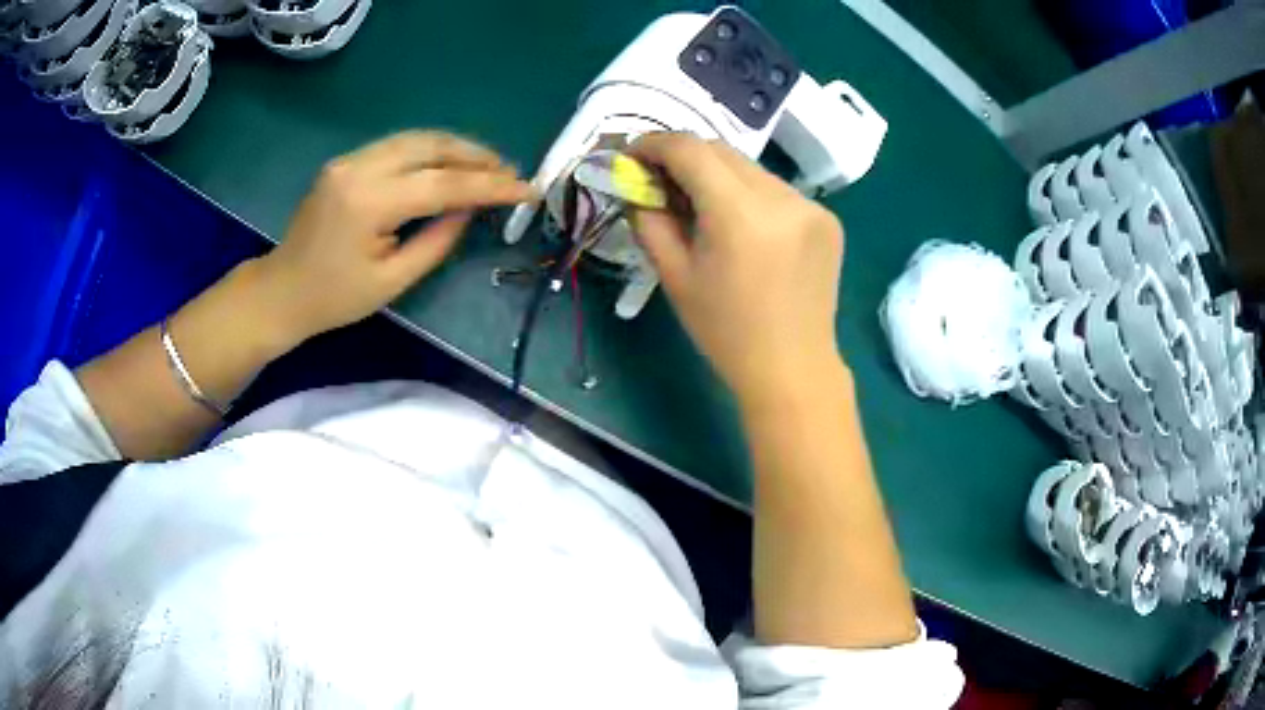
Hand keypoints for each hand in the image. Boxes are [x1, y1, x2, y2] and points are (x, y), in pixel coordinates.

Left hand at [255, 131, 536, 344]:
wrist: (281, 291)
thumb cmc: (334, 299)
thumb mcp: (393, 281)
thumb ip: (437, 239)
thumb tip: (471, 207)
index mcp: (369, 202)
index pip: (443, 183)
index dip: (490, 185)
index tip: (527, 189)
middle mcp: (360, 167)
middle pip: (431, 145)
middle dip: (477, 155)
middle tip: (511, 172)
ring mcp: (350, 159)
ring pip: (416, 138)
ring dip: (457, 148)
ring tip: (489, 166)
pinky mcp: (346, 162)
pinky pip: (398, 146)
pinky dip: (431, 151)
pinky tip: (449, 165)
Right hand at [628, 132, 845, 405]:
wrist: (793, 368)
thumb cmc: (725, 332)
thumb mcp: (674, 276)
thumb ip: (649, 219)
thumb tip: (636, 183)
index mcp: (740, 214)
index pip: (690, 149)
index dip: (654, 144)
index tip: (633, 155)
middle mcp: (782, 197)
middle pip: (721, 150)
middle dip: (684, 157)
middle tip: (661, 181)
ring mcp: (811, 205)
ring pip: (750, 169)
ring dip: (718, 176)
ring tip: (702, 207)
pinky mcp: (827, 218)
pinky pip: (776, 190)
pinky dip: (750, 195)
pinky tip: (744, 227)